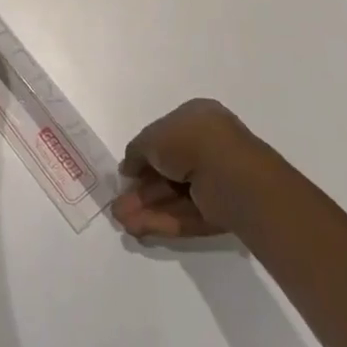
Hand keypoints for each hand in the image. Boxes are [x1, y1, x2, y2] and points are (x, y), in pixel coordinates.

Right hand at [112, 98, 276, 238]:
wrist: (229, 173)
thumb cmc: (188, 141)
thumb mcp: (150, 138)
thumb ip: (135, 152)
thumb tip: (127, 169)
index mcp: (196, 118)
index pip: (165, 137)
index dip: (142, 156)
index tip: (126, 174)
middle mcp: (208, 146)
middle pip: (167, 171)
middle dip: (140, 190)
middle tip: (118, 204)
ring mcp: (216, 180)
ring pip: (174, 195)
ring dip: (146, 208)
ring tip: (120, 220)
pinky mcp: (221, 210)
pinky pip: (186, 213)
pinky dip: (161, 220)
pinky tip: (137, 228)